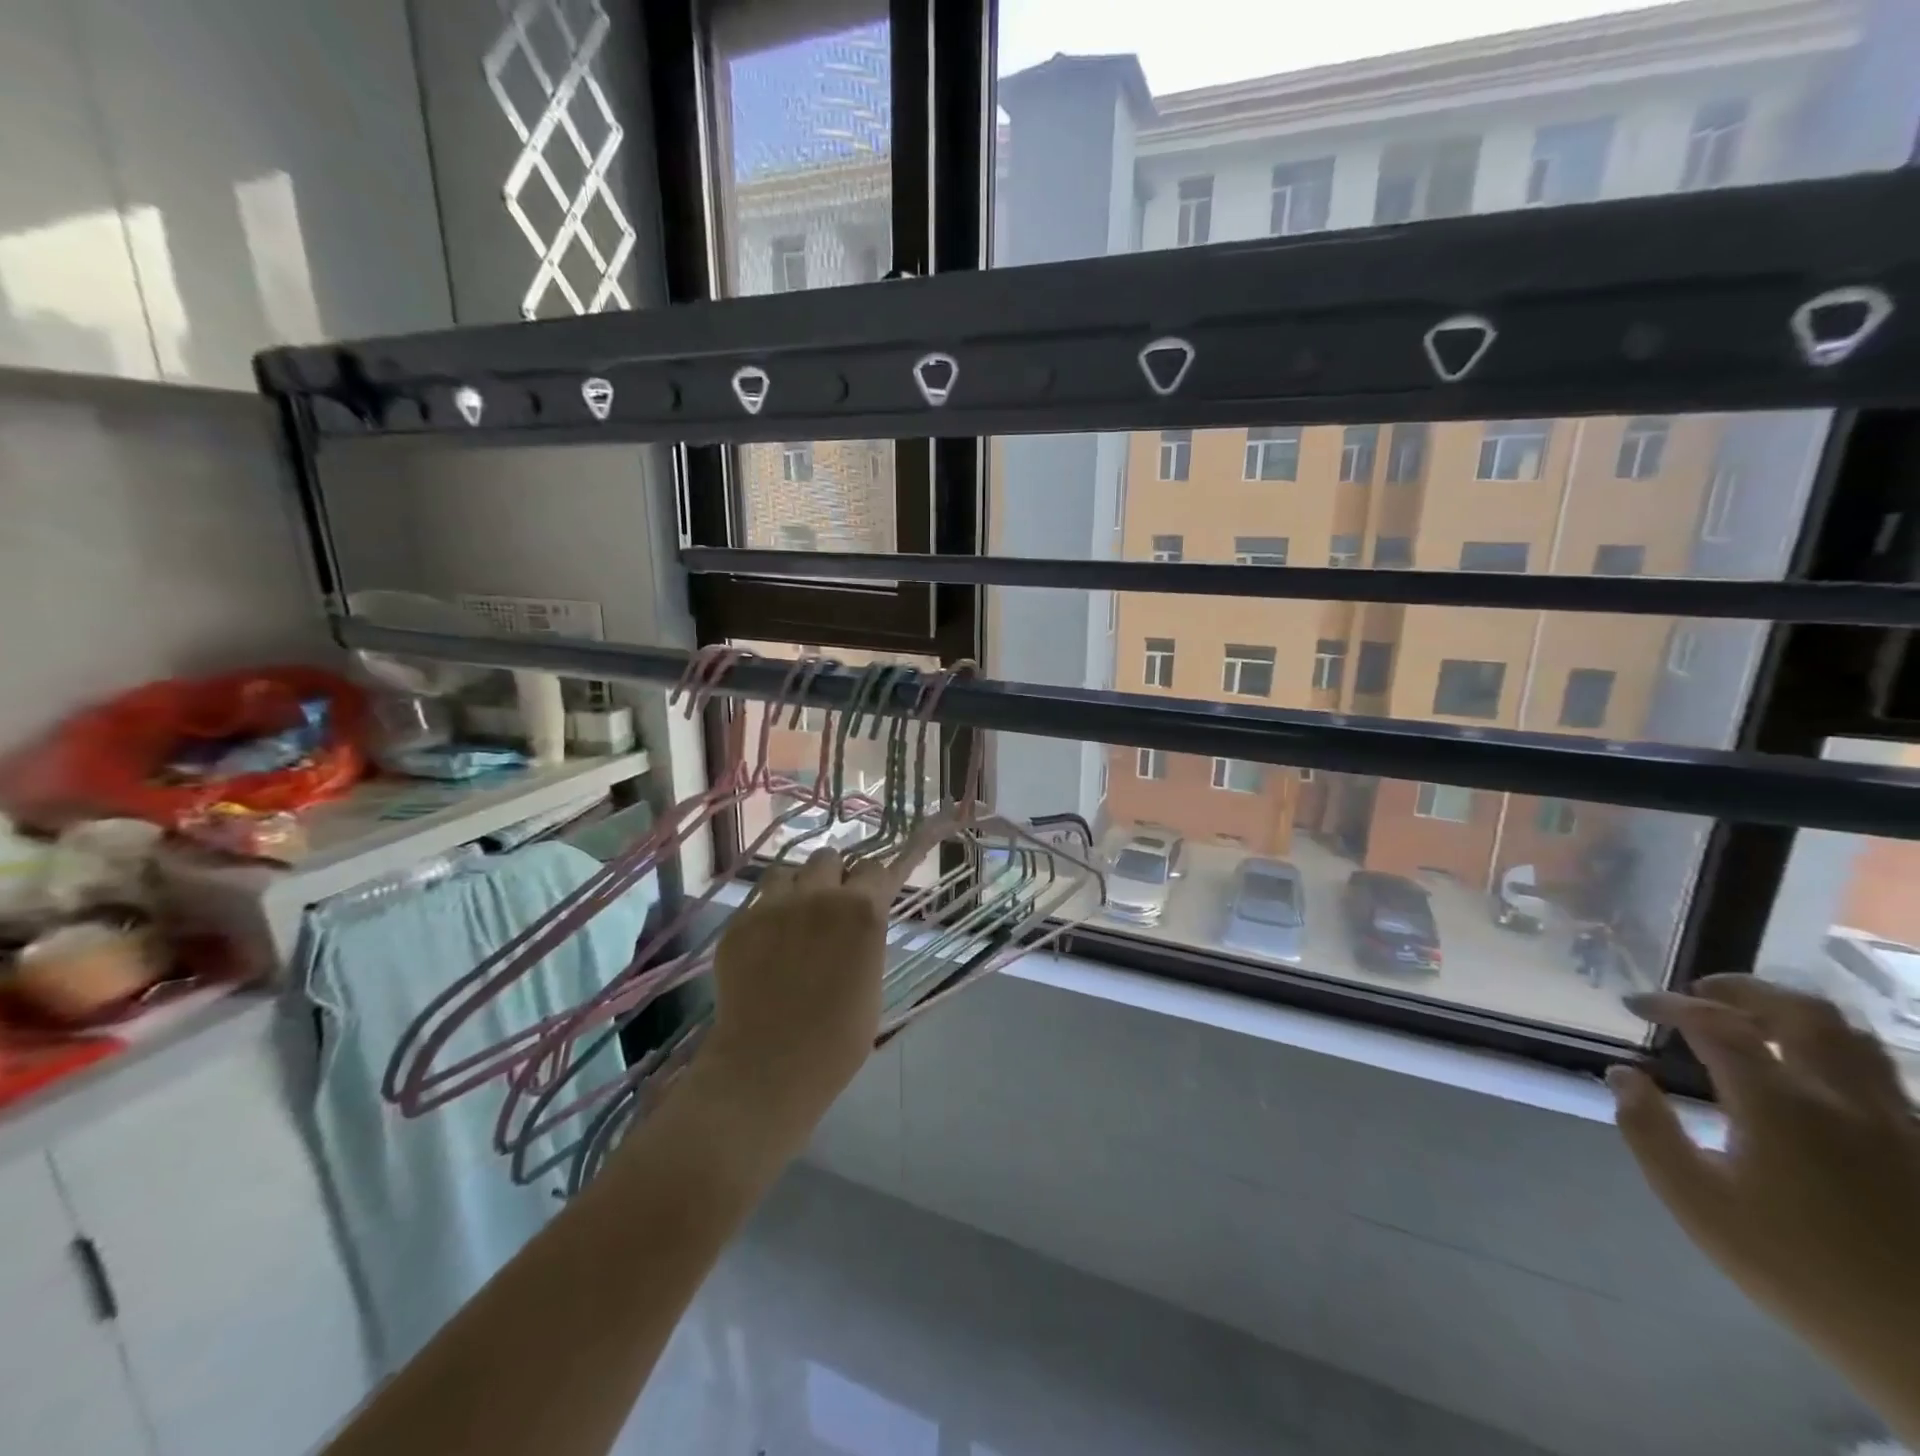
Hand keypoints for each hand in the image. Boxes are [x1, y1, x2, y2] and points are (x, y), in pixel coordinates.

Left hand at [699, 818, 947, 1135]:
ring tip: (793, 921)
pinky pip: (758, 904)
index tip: (870, 897)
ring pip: (787, 872)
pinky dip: (766, 918)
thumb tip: (858, 925)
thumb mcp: (872, 981)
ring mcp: (773, 906)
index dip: (873, 883)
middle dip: (833, 877)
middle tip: (830, 910)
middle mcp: (818, 895)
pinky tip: (765, 950)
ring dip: (797, 889)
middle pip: (828, 857)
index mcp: (861, 910)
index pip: (874, 869)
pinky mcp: (739, 923)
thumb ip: (866, 939)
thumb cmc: (838, 1039)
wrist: (768, 1068)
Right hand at [1617, 977, 1919, 1441]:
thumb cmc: (1799, 1271)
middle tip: (1700, 993)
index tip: (1636, 1004)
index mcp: (1780, 1105)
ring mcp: (1898, 1122)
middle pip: (1801, 1012)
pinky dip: (1830, 1049)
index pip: (1716, 1024)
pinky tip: (1806, 1071)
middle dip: (1742, 990)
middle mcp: (1843, 1098)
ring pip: (1853, 1037)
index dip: (1670, 1004)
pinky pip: (1879, 1072)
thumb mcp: (1697, 1204)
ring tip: (1752, 1020)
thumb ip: (1649, 1130)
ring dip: (1792, 1013)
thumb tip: (1623, 1074)